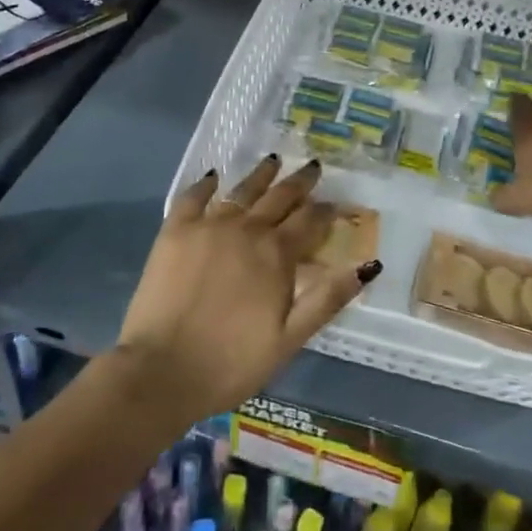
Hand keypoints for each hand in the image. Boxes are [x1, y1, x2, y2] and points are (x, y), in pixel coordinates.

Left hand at [114, 156, 379, 421]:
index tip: (335, 203)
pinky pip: (194, 197)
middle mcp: (247, 229)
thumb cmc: (232, 362)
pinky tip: (215, 176)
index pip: (310, 221)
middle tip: (312, 166)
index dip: (325, 210)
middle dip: (299, 182)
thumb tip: (369, 264)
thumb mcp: (290, 338)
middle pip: (279, 197)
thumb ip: (328, 298)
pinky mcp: (176, 231)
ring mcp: (209, 226)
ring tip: (273, 159)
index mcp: (277, 254)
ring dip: (261, 175)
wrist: (162, 371)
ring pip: (242, 191)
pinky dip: (206, 184)